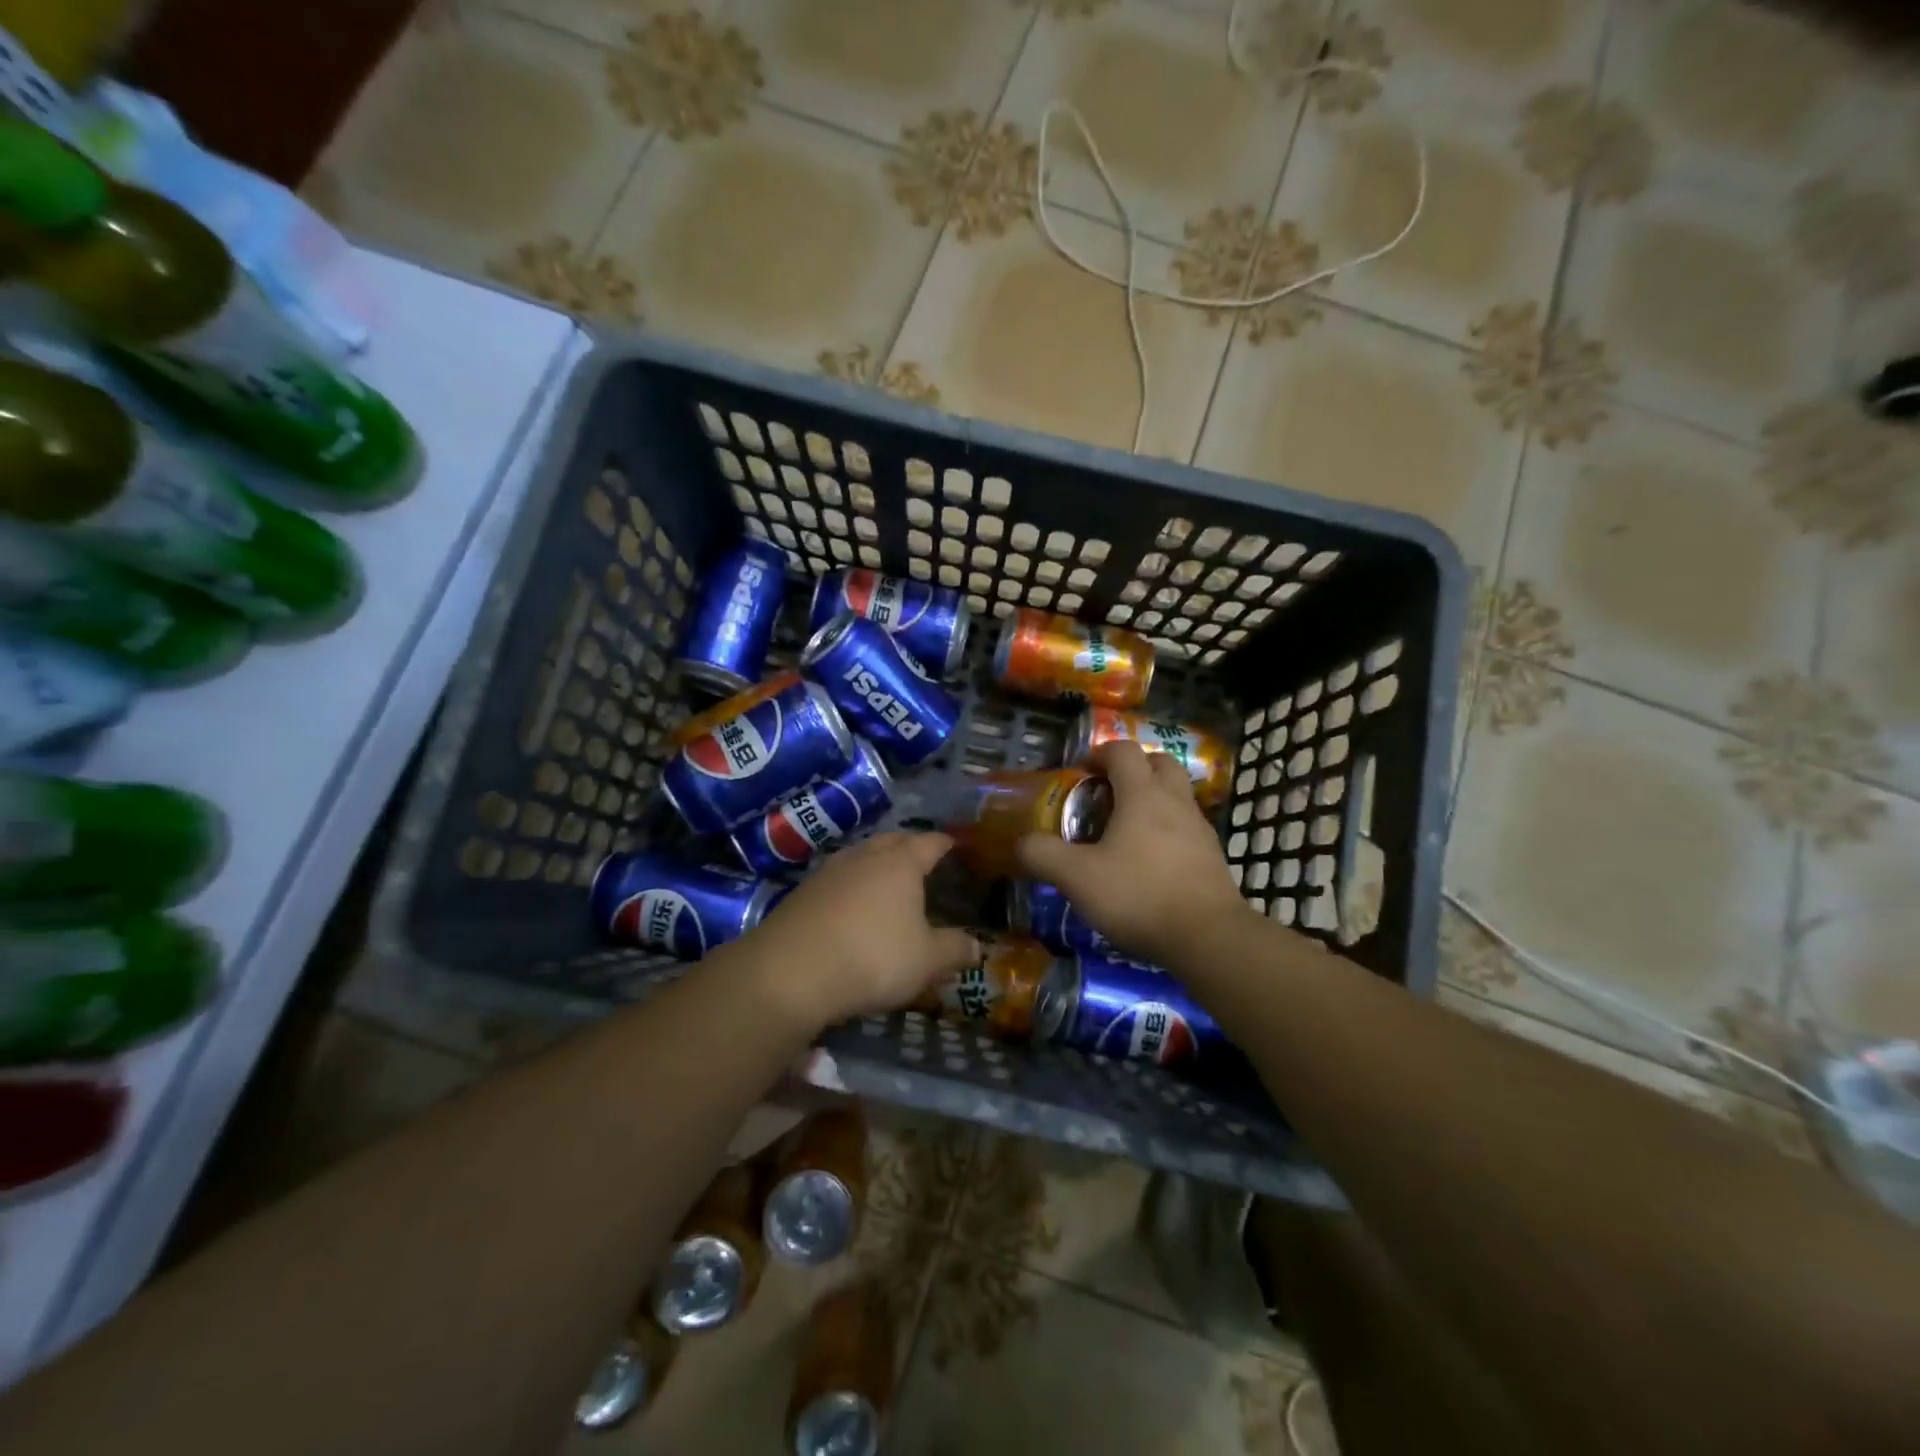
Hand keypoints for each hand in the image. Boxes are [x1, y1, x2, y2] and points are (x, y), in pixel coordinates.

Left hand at [748, 831, 978, 1026]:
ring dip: (877, 863)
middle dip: (910, 846)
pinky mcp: (803, 892)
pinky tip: (853, 905)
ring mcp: (830, 871)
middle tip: (923, 858)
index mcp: (901, 863)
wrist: (790, 971)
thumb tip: (976, 945)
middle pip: (892, 840)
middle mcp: (865, 857)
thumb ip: (954, 949)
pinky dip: (852, 885)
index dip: (945, 843)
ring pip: (861, 856)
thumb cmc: (872, 957)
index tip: (955, 845)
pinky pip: (838, 878)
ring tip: (889, 880)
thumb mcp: (926, 960)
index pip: (930, 842)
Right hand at [1018, 741, 1253, 968]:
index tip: (1081, 771)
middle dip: (1134, 767)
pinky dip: (1168, 829)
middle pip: (1160, 762)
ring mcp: (1199, 829)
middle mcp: (1175, 801)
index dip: (1100, 753)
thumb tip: (1022, 843)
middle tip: (1109, 790)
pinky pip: (1187, 827)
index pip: (1123, 751)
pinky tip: (1149, 860)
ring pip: (1177, 794)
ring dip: (1153, 798)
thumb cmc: (1139, 895)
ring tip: (1126, 828)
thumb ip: (1043, 855)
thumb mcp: (1077, 878)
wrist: (1208, 937)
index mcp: (1142, 794)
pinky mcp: (1212, 857)